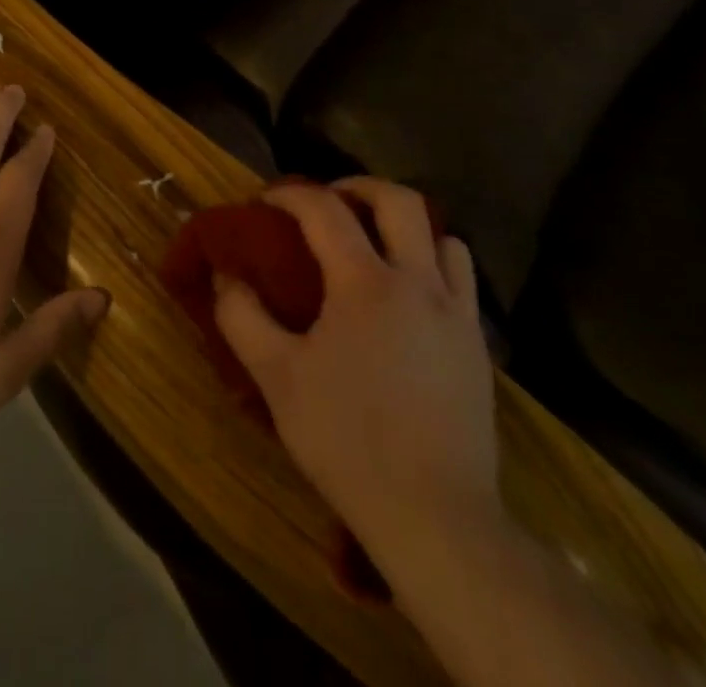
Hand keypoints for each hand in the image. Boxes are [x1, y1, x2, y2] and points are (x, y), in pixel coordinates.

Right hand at [214, 178, 499, 578]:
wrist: (436, 518)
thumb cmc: (347, 440)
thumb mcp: (276, 377)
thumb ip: (242, 317)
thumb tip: (227, 276)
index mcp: (366, 283)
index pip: (324, 210)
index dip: (290, 193)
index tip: (266, 200)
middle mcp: (419, 283)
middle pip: (400, 201)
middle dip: (360, 187)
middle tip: (330, 201)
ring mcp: (457, 314)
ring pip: (444, 237)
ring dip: (406, 227)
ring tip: (375, 246)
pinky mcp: (478, 347)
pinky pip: (460, 280)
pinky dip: (433, 265)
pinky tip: (407, 299)